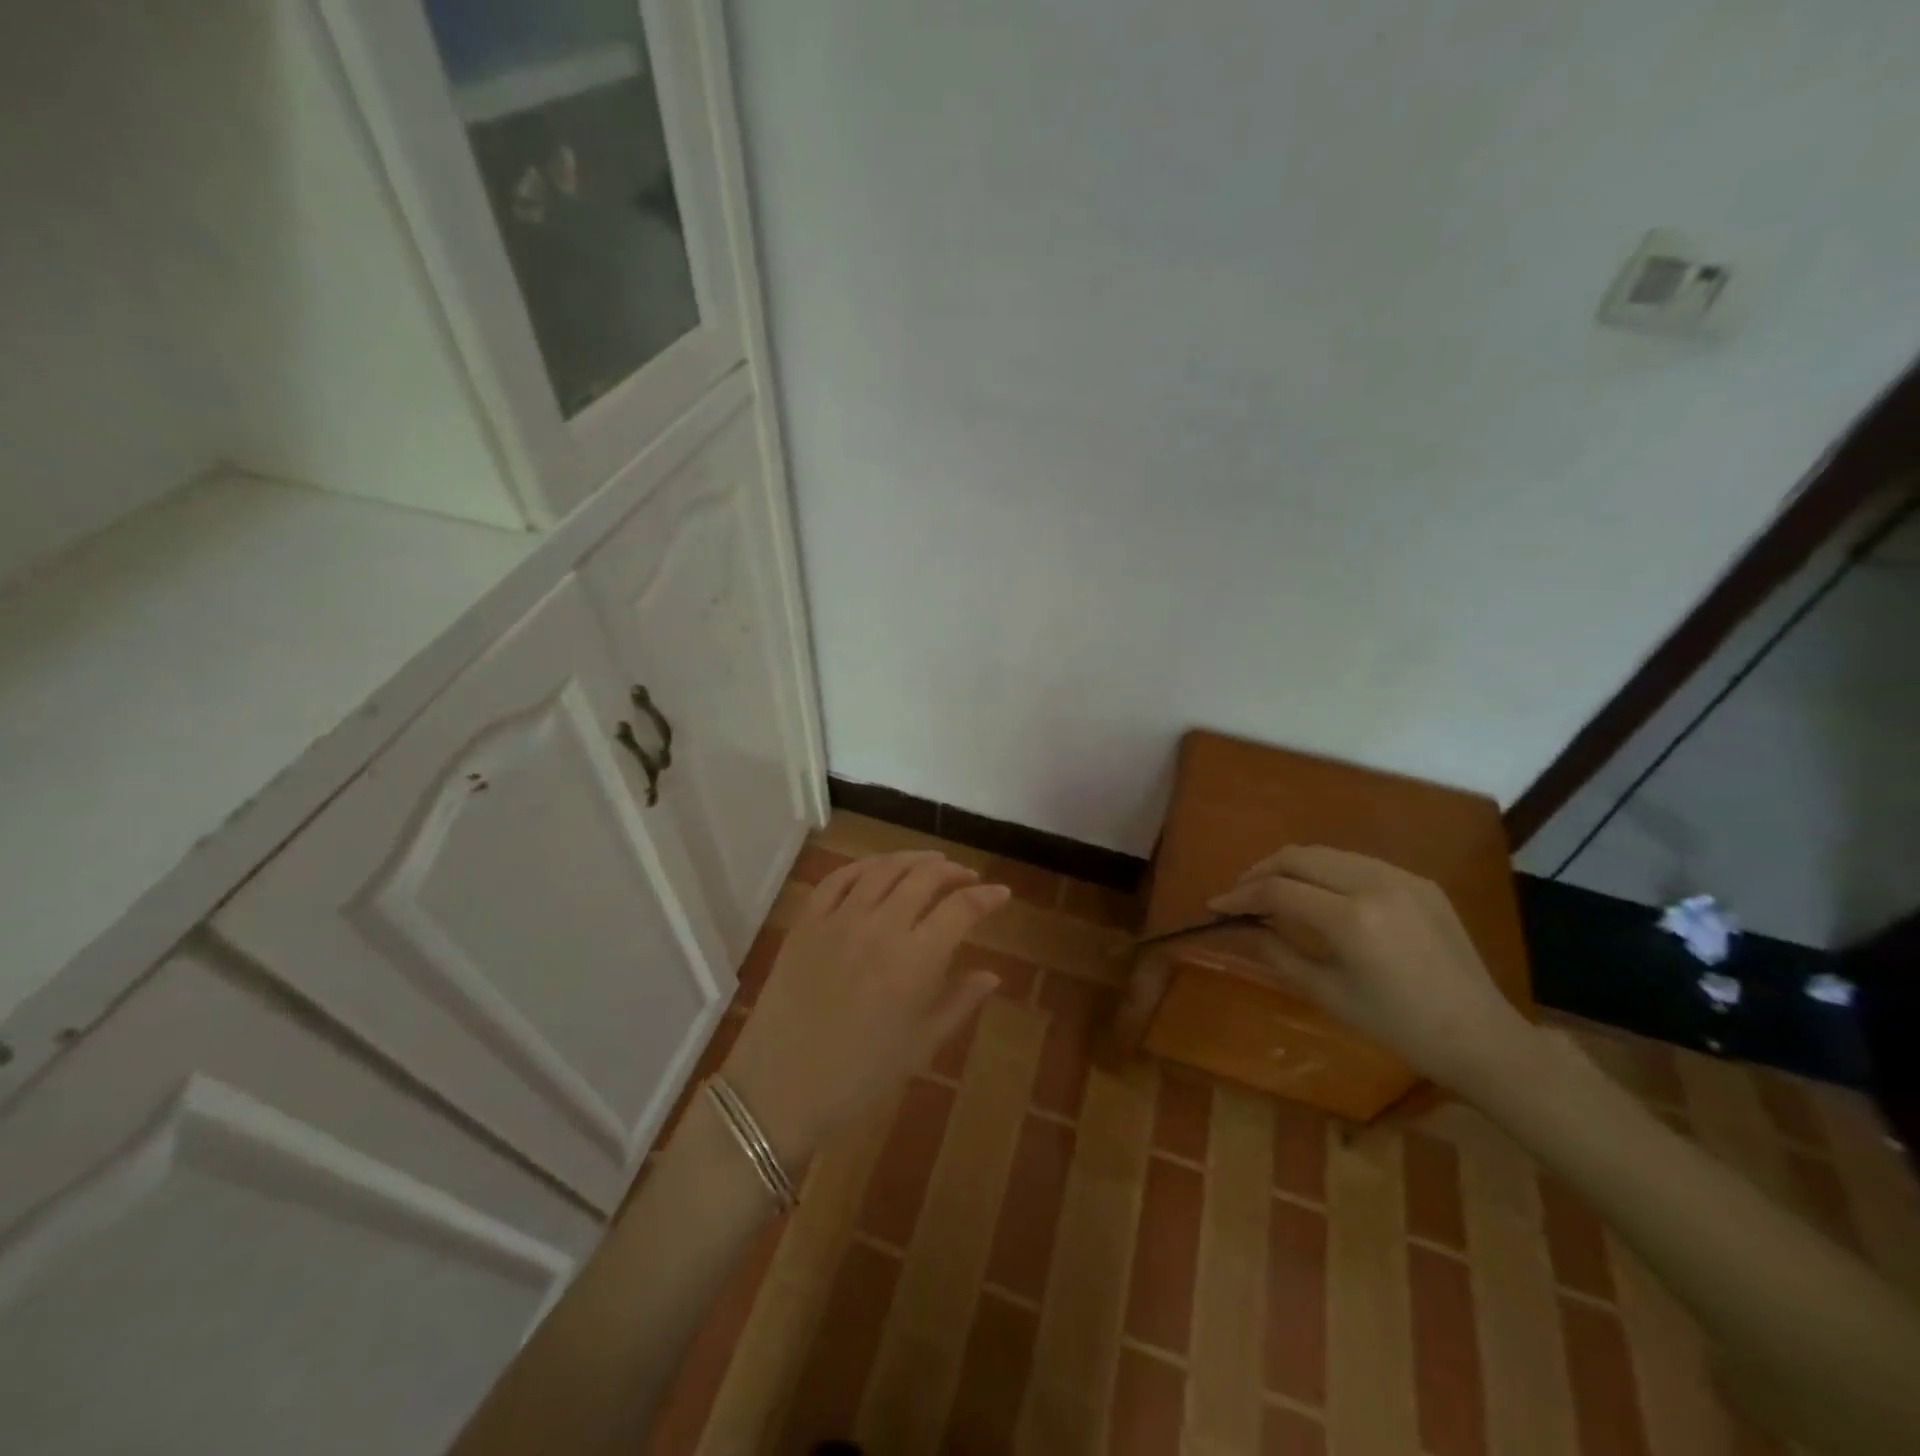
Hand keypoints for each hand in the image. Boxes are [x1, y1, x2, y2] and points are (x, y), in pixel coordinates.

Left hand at [721, 851, 1010, 1166]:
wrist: (779, 1089)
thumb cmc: (860, 1076)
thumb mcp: (921, 1044)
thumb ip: (960, 1001)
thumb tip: (993, 974)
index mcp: (915, 960)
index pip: (961, 909)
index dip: (986, 896)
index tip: (1000, 894)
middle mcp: (880, 927)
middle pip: (924, 878)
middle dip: (952, 871)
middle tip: (966, 876)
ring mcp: (839, 919)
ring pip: (883, 868)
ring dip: (913, 859)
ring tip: (931, 861)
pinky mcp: (806, 922)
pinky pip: (838, 878)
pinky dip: (864, 866)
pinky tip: (877, 868)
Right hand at [1207, 845, 1533, 1093]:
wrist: (1480, 1036)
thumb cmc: (1397, 1026)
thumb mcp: (1327, 993)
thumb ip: (1276, 952)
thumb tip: (1238, 928)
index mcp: (1352, 920)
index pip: (1278, 891)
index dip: (1240, 896)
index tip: (1216, 906)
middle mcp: (1376, 885)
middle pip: (1298, 857)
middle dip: (1260, 871)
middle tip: (1240, 894)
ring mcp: (1402, 878)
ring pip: (1326, 853)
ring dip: (1291, 866)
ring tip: (1272, 890)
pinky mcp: (1420, 881)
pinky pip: (1357, 862)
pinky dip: (1326, 871)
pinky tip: (1319, 894)